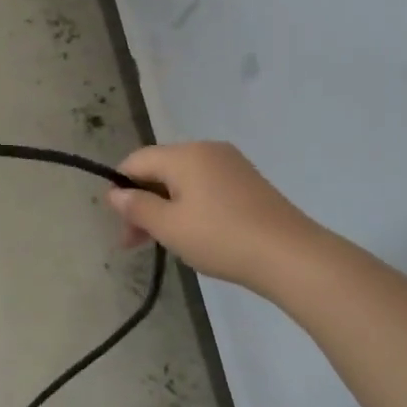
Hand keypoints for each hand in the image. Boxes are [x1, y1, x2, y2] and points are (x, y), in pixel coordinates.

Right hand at [107, 141, 325, 294]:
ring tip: (162, 243)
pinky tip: (193, 234)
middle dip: (142, 203)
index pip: (136, 161)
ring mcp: (231, 165)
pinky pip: (205, 187)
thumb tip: (115, 193)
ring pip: (182, 181)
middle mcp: (207, 150)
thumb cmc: (220, 238)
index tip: (120, 224)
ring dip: (164, 208)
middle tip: (134, 242)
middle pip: (159, 170)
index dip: (121, 188)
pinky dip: (189, 207)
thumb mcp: (169, 226)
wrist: (291, 255)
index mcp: (185, 154)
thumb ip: (137, 207)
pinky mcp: (248, 183)